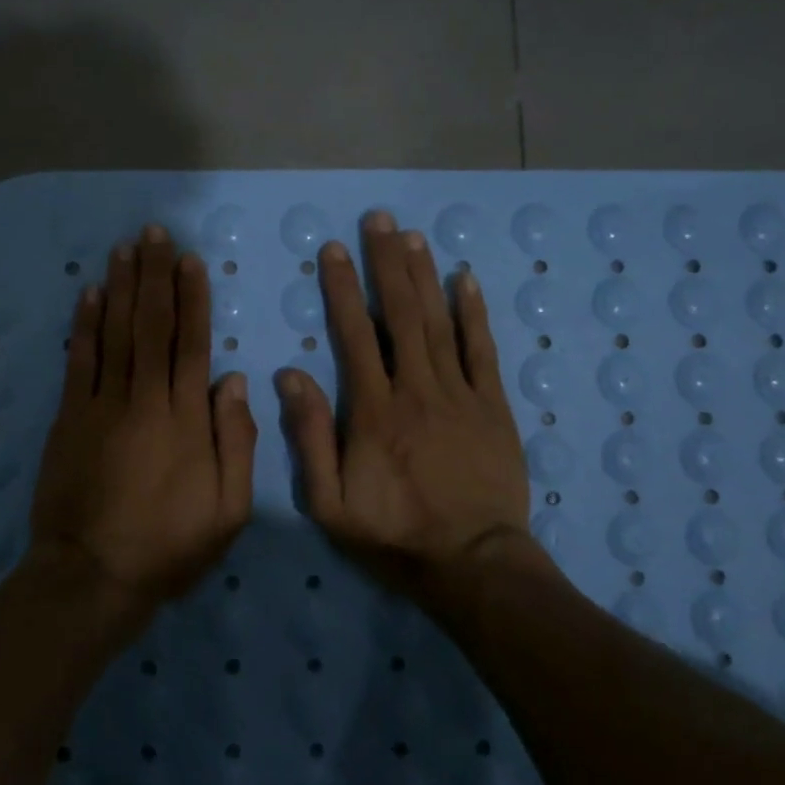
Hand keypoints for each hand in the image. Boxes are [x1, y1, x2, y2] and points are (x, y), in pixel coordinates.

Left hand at [28, 226, 257, 604]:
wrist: (93, 575)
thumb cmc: (169, 545)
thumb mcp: (229, 509)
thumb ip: (237, 441)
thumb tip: (233, 380)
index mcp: (187, 419)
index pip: (192, 344)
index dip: (193, 298)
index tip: (191, 260)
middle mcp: (145, 400)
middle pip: (151, 326)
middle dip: (155, 276)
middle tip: (155, 233)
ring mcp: (102, 406)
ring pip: (115, 334)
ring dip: (121, 287)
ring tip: (125, 248)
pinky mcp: (69, 419)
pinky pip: (79, 362)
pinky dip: (84, 325)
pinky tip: (90, 294)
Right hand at [278, 211, 533, 603]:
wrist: (473, 563)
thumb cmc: (395, 536)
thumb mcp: (331, 504)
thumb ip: (309, 438)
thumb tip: (290, 375)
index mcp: (373, 411)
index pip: (354, 335)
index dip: (342, 289)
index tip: (334, 250)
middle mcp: (416, 389)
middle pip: (400, 314)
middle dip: (386, 263)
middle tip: (379, 220)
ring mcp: (460, 394)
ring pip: (439, 323)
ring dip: (424, 276)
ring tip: (411, 236)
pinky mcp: (493, 406)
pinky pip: (483, 350)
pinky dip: (474, 312)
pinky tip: (465, 279)